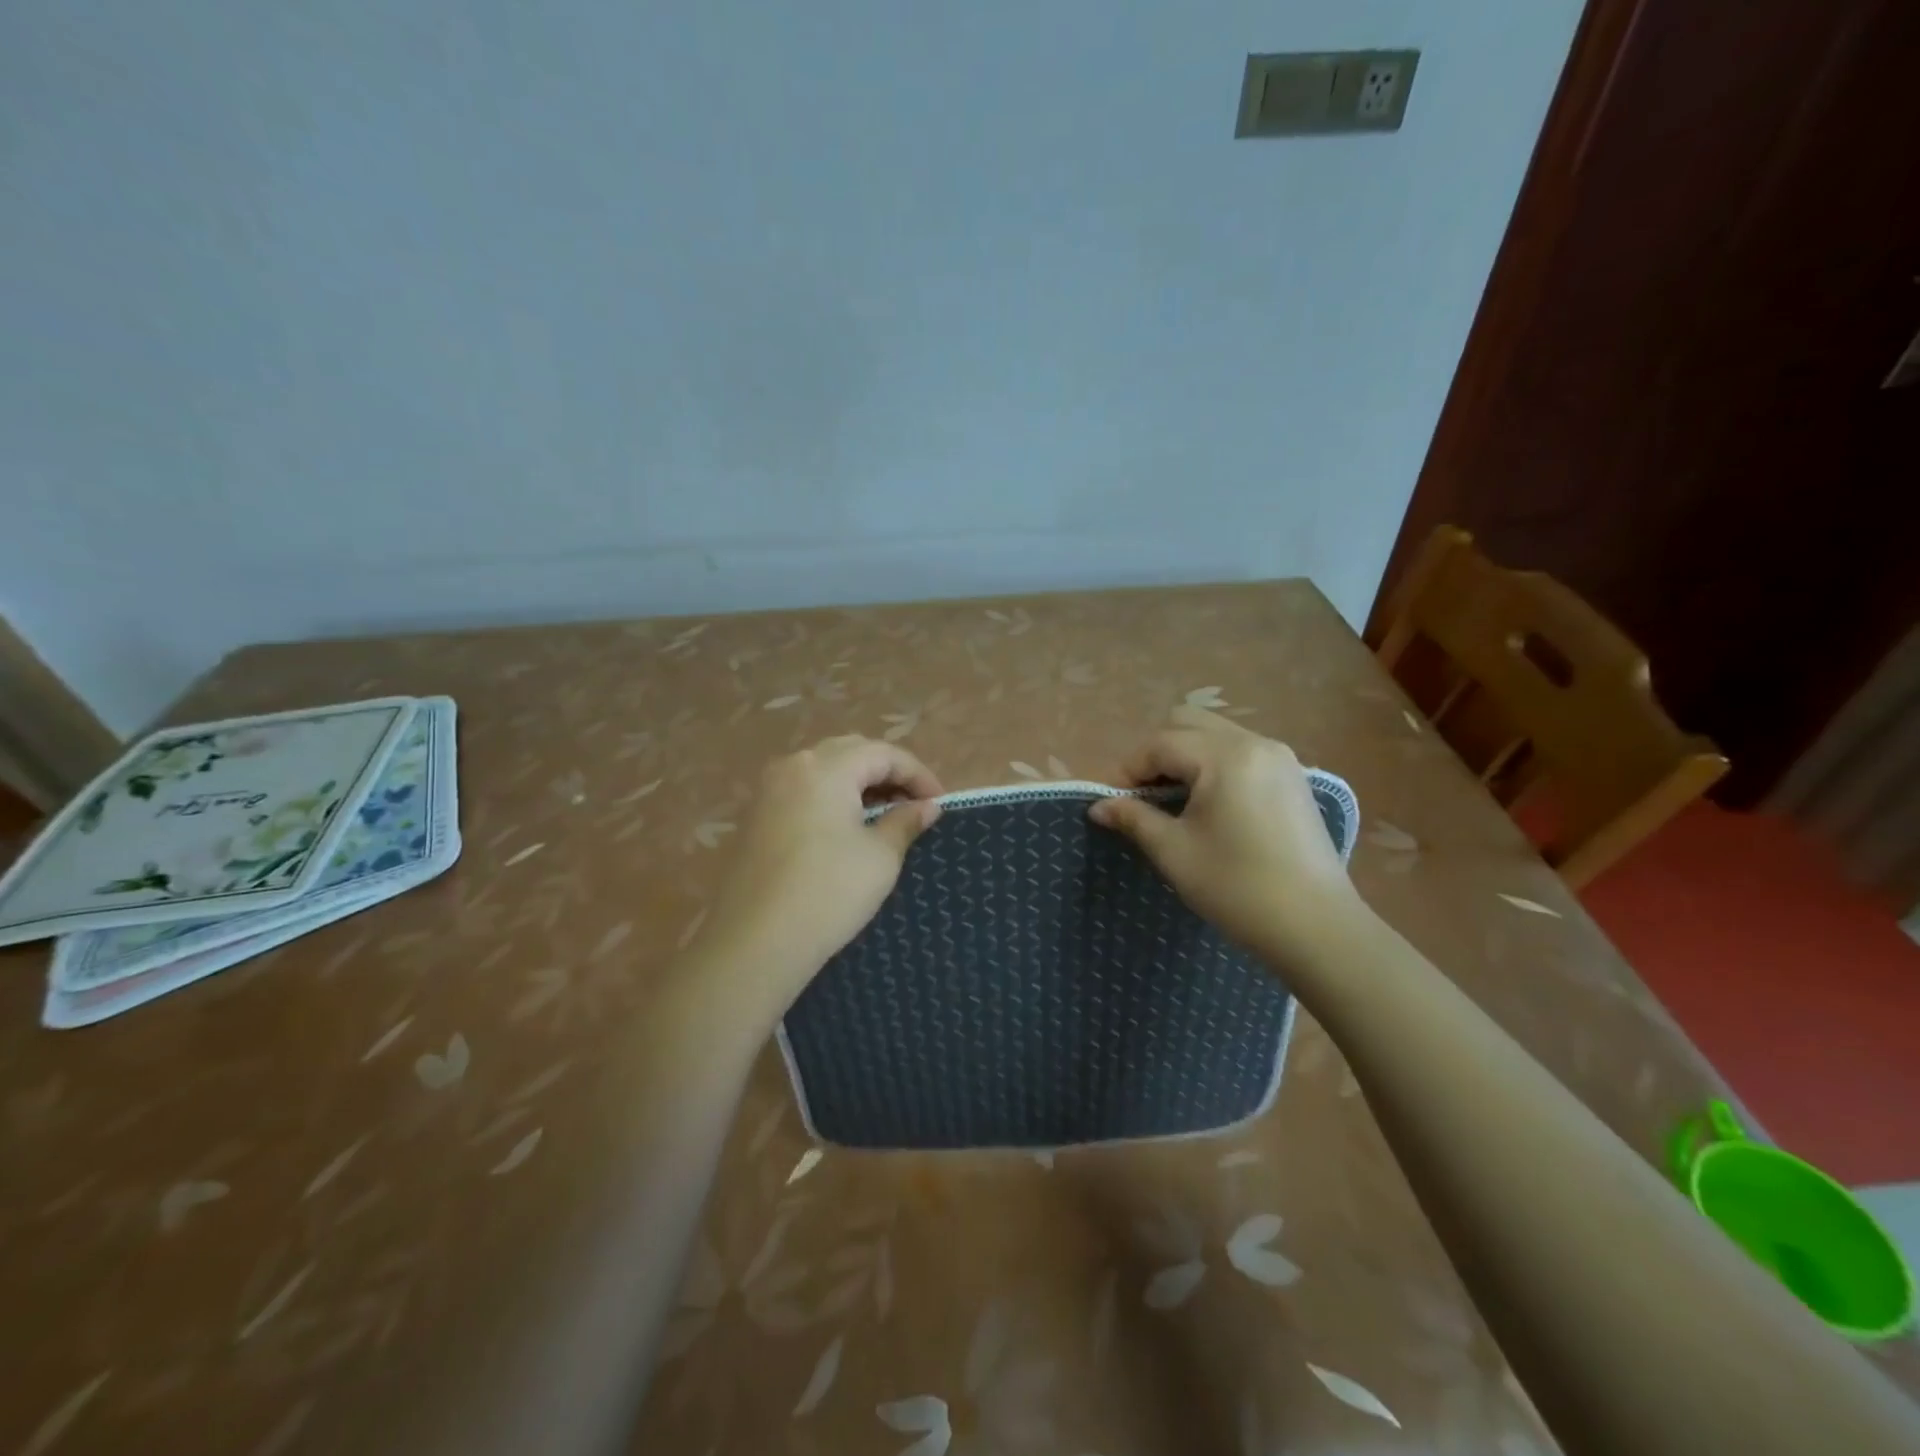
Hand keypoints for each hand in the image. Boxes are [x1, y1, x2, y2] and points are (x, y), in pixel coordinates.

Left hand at [690, 735, 942, 1008]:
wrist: (755, 943)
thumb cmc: (829, 892)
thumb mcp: (881, 857)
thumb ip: (905, 822)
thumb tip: (926, 806)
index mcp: (826, 767)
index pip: (883, 753)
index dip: (918, 774)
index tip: (940, 803)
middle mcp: (793, 766)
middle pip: (851, 752)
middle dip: (888, 772)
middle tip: (914, 804)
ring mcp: (768, 790)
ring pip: (825, 770)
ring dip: (859, 784)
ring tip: (885, 815)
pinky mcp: (756, 817)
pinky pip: (804, 791)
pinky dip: (833, 798)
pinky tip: (847, 828)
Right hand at [1089, 707, 1364, 963]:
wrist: (1317, 927)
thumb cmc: (1236, 887)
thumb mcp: (1174, 851)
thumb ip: (1133, 818)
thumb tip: (1098, 806)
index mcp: (1225, 757)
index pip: (1160, 744)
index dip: (1128, 769)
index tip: (1113, 803)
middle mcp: (1255, 743)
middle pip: (1188, 723)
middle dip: (1156, 752)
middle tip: (1144, 796)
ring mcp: (1279, 758)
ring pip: (1215, 734)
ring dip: (1185, 756)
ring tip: (1173, 801)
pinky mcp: (1293, 777)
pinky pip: (1240, 751)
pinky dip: (1213, 765)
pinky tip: (1208, 805)